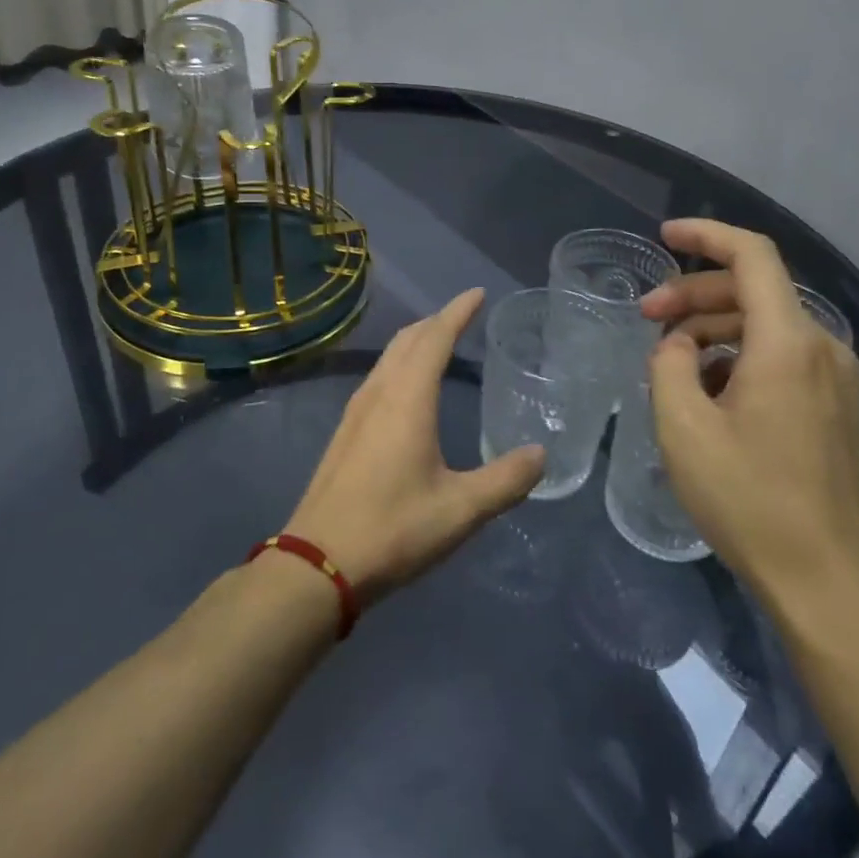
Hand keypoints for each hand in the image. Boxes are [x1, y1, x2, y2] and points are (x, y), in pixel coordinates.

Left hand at [286, 290, 545, 605]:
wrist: (317, 563)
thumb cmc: (394, 529)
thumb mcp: (461, 509)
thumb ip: (505, 480)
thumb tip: (541, 455)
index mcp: (408, 400)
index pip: (435, 338)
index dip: (457, 312)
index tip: (477, 294)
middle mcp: (379, 394)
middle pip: (407, 340)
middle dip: (435, 321)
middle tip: (462, 315)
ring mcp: (355, 413)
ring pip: (387, 359)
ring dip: (414, 342)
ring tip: (437, 342)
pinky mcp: (344, 434)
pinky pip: (376, 379)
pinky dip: (399, 365)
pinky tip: (406, 390)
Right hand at [640, 219, 858, 616]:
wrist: (829, 580)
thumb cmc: (749, 499)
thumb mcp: (683, 428)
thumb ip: (670, 364)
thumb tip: (679, 344)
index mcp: (788, 342)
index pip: (752, 255)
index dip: (706, 235)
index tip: (663, 236)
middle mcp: (822, 346)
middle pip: (755, 289)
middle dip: (695, 293)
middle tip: (647, 319)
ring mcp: (836, 377)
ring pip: (766, 324)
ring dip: (714, 327)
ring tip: (670, 363)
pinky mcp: (836, 406)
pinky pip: (782, 356)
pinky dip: (738, 355)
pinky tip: (707, 391)